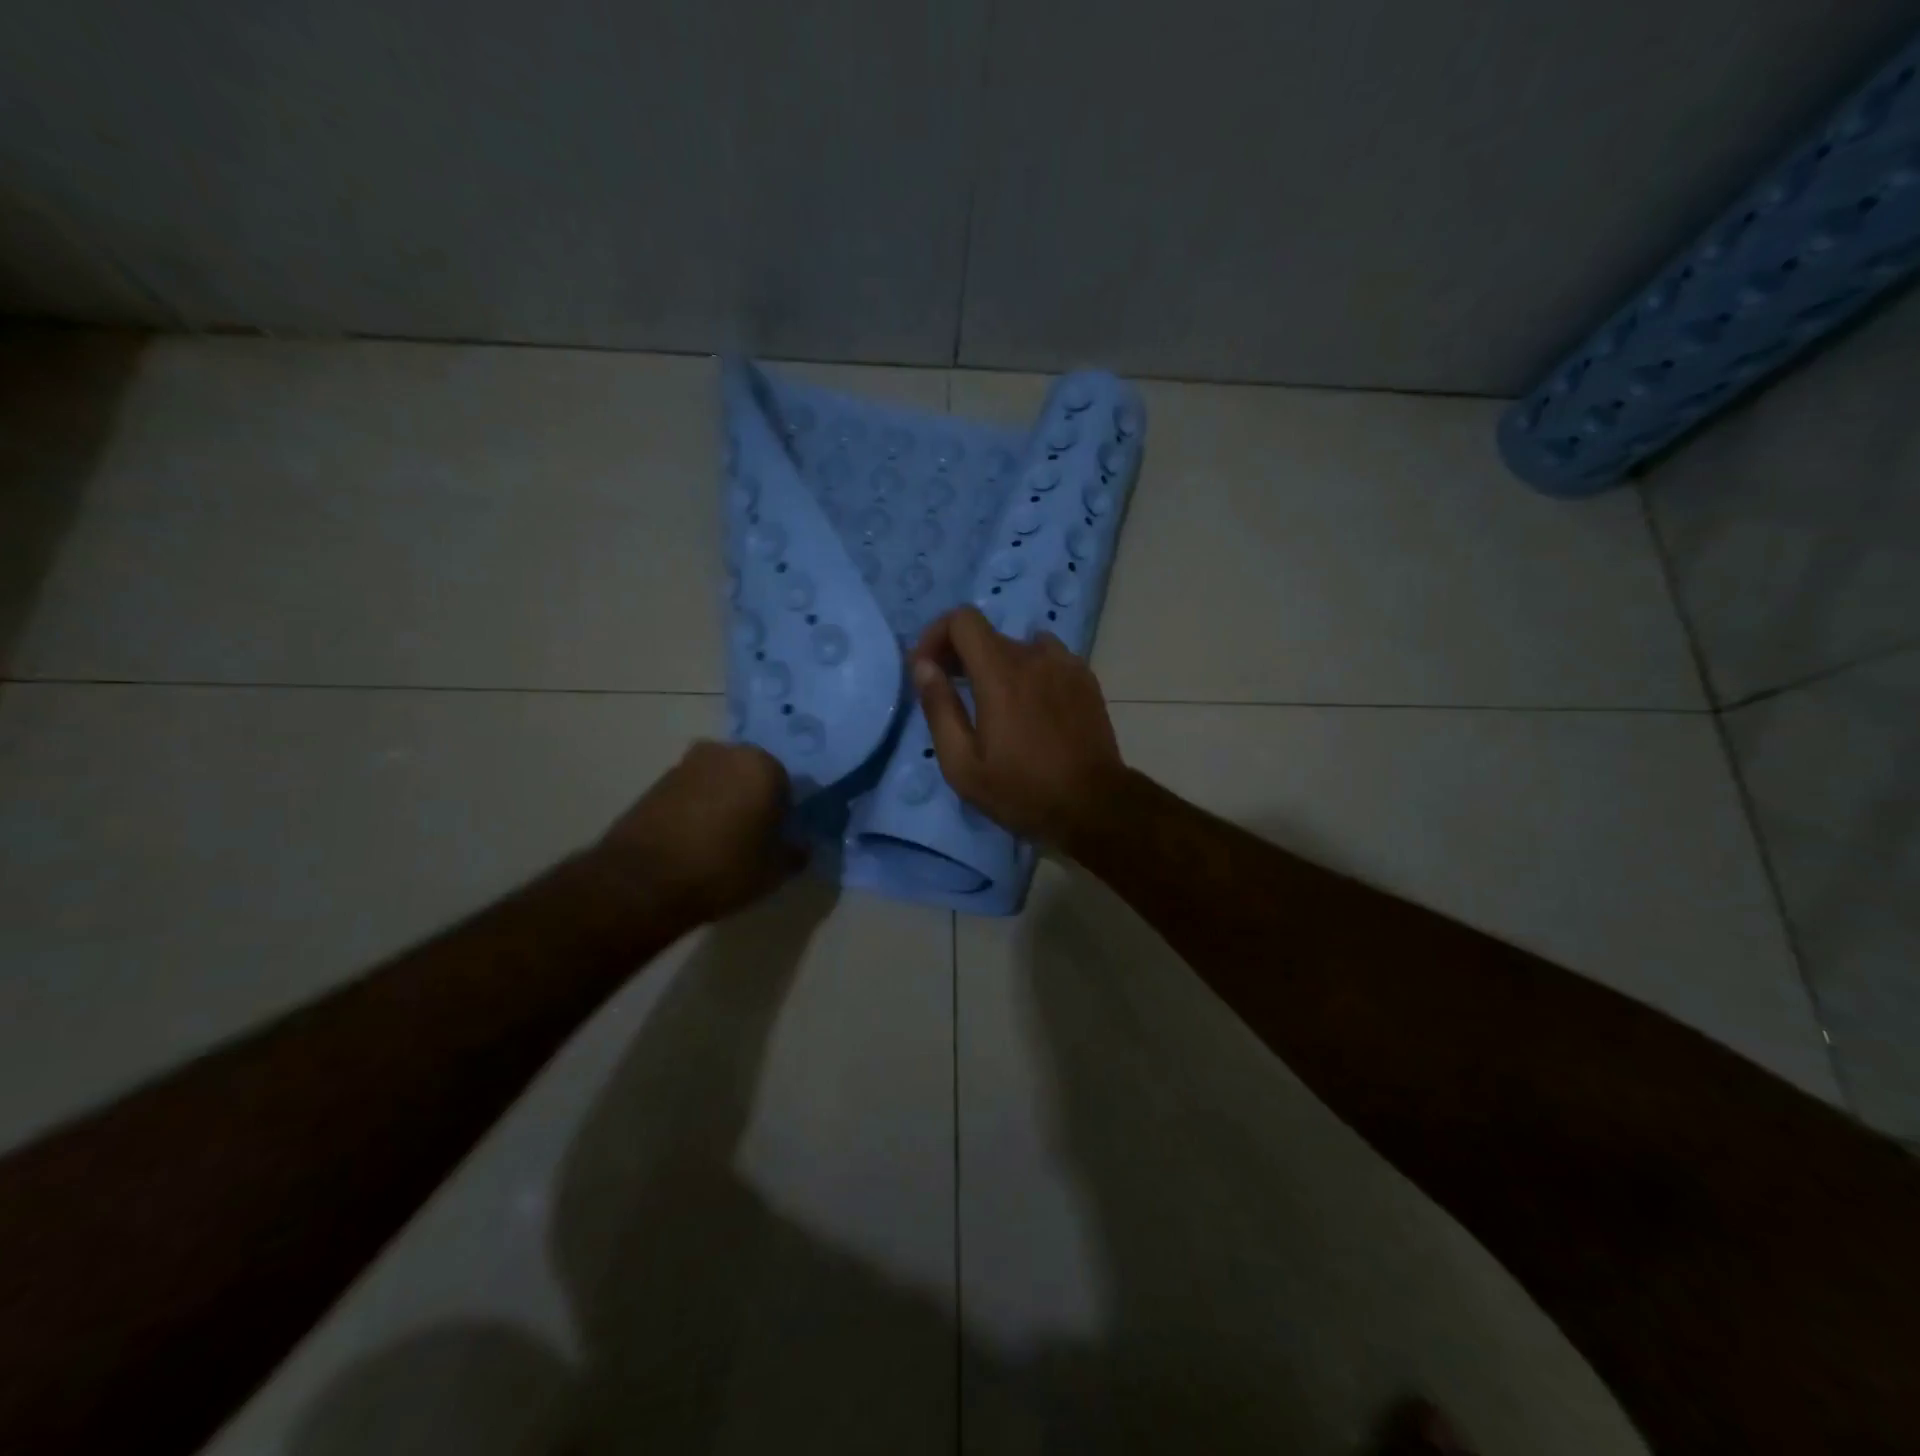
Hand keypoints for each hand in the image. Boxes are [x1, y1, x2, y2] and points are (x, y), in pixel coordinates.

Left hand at [597, 741, 803, 922]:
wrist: (641, 882)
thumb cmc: (722, 869)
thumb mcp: (775, 870)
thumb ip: (796, 851)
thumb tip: (800, 844)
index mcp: (762, 764)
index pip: (787, 785)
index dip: (785, 814)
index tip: (777, 839)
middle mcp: (725, 752)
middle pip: (752, 776)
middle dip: (754, 801)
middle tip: (752, 839)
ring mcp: (686, 764)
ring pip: (720, 783)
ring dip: (724, 804)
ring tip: (720, 843)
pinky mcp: (656, 783)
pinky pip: (692, 794)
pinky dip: (697, 811)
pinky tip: (694, 843)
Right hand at [909, 607, 1124, 847]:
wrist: (1094, 805)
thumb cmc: (1022, 791)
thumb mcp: (963, 764)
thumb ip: (939, 708)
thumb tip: (923, 666)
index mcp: (1000, 672)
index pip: (962, 620)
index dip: (937, 635)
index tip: (927, 668)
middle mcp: (1034, 656)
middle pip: (988, 635)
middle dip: (961, 655)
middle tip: (951, 692)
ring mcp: (1065, 665)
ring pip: (1019, 647)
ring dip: (997, 665)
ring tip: (993, 702)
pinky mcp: (1085, 679)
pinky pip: (1048, 660)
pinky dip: (1029, 672)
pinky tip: (1030, 707)